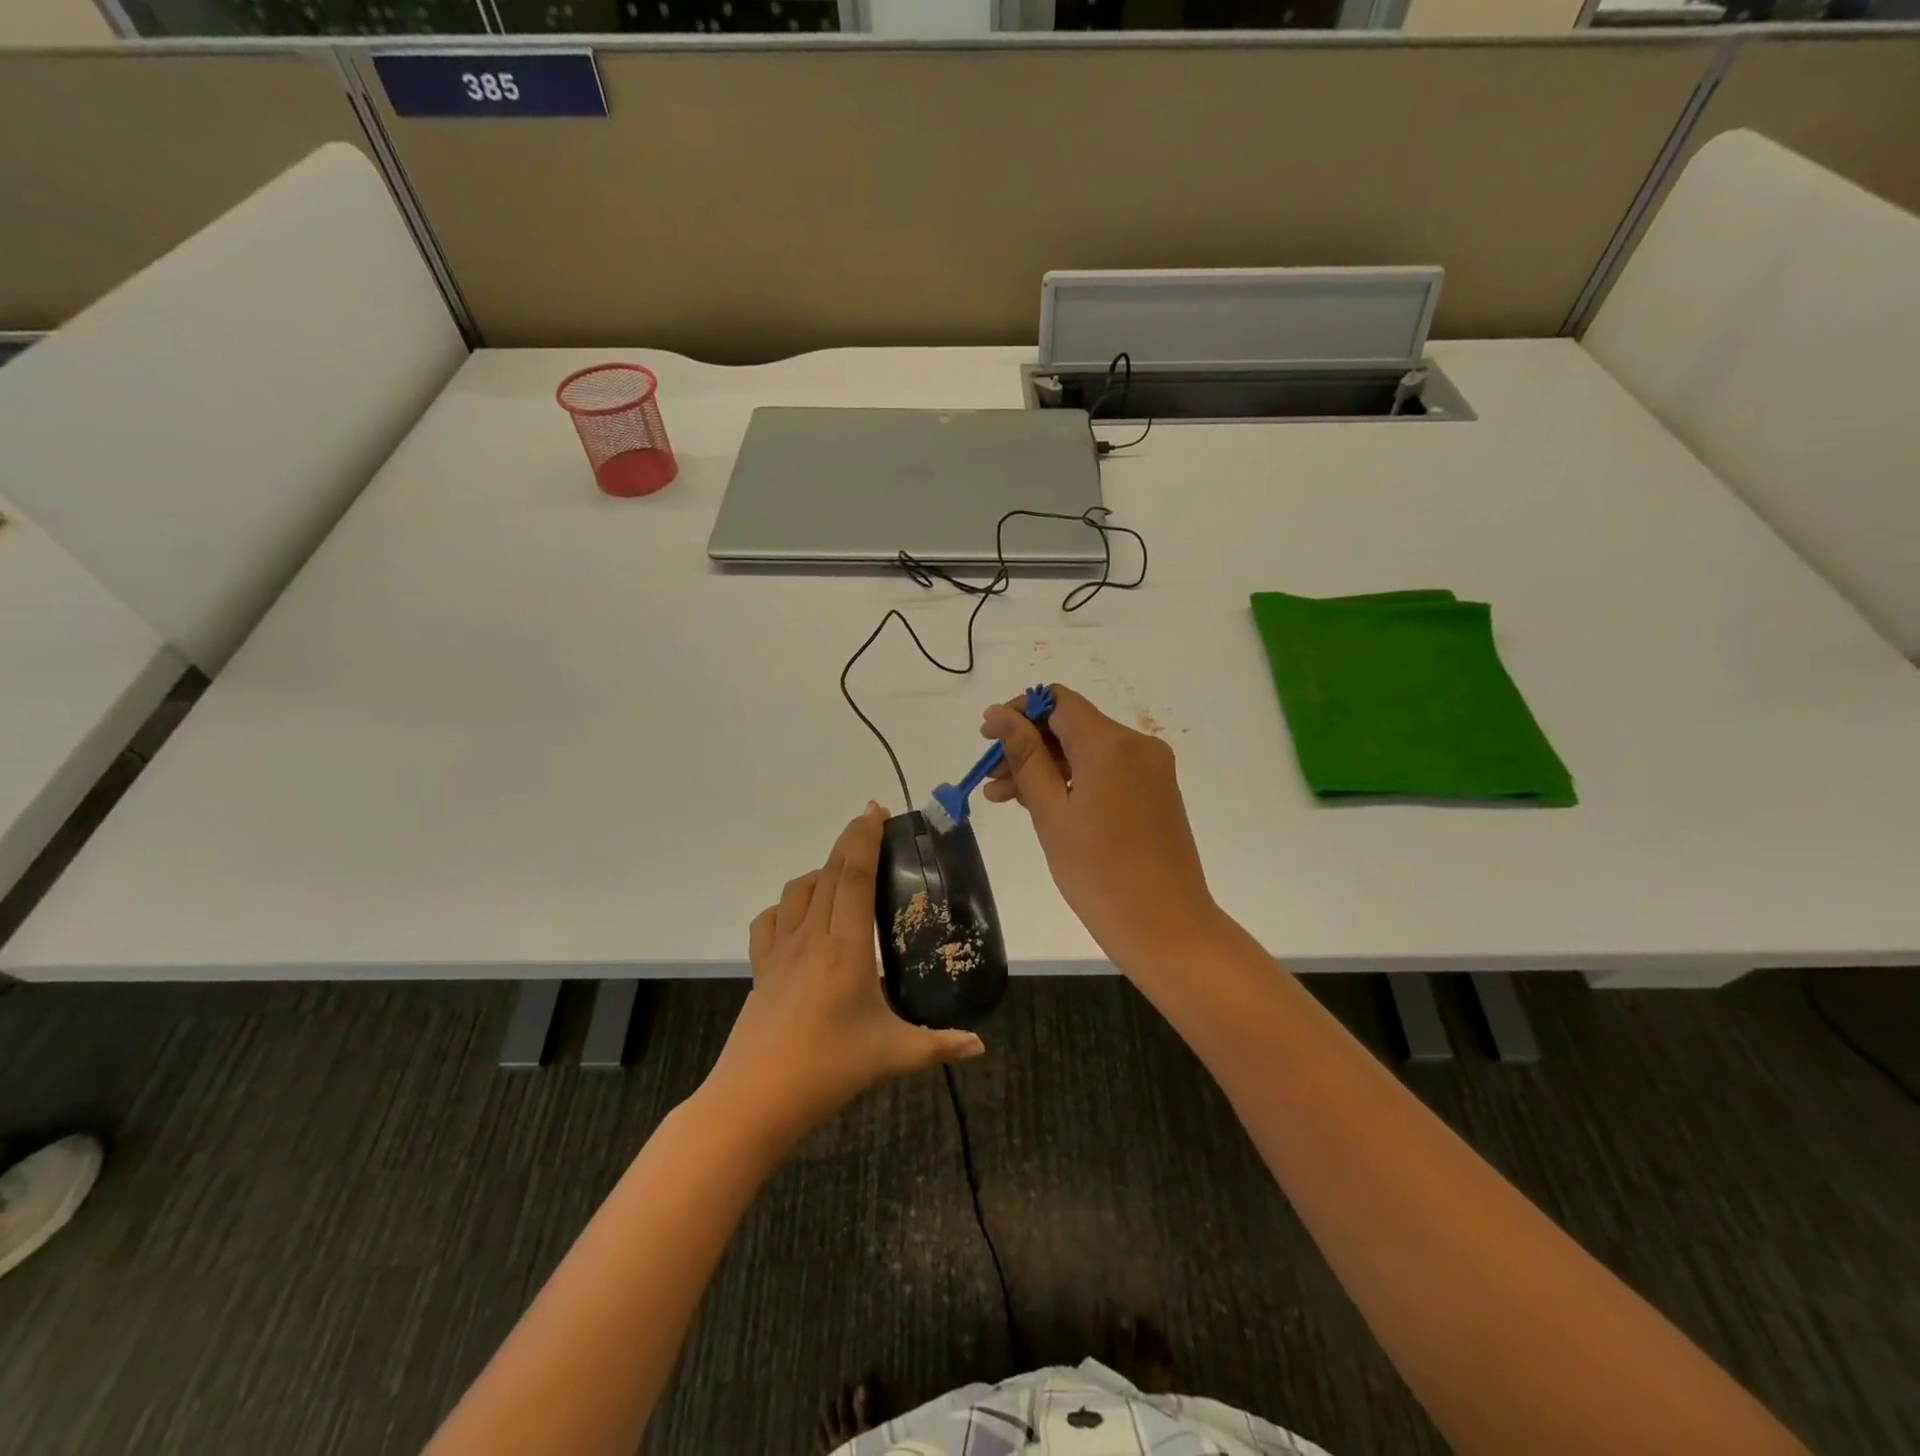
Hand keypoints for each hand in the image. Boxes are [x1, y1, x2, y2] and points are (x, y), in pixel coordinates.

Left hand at [708, 804, 984, 1144]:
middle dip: (849, 840)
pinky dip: (786, 906)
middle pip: (828, 873)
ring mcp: (780, 952)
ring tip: (842, 872)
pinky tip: (800, 917)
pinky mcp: (761, 969)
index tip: (877, 810)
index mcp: (845, 948)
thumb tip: (979, 1046)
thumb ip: (938, 1046)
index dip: (865, 839)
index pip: (853, 877)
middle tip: (871, 821)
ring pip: (797, 892)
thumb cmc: (827, 1070)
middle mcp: (811, 938)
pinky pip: (769, 922)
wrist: (754, 1099)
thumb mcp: (891, 1056)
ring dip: (820, 870)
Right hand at [982, 684, 1220, 970]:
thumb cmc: (1098, 871)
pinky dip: (1074, 780)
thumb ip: (1024, 757)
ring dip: (1047, 767)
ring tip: (1006, 799)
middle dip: (1028, 745)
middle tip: (991, 780)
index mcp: (1110, 743)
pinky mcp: (1156, 791)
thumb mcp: (1051, 812)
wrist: (1165, 925)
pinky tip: (1044, 805)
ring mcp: (1151, 768)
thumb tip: (998, 714)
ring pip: (1087, 750)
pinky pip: (1107, 771)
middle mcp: (1137, 744)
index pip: (1057, 701)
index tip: (988, 739)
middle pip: (1072, 725)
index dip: (1019, 712)